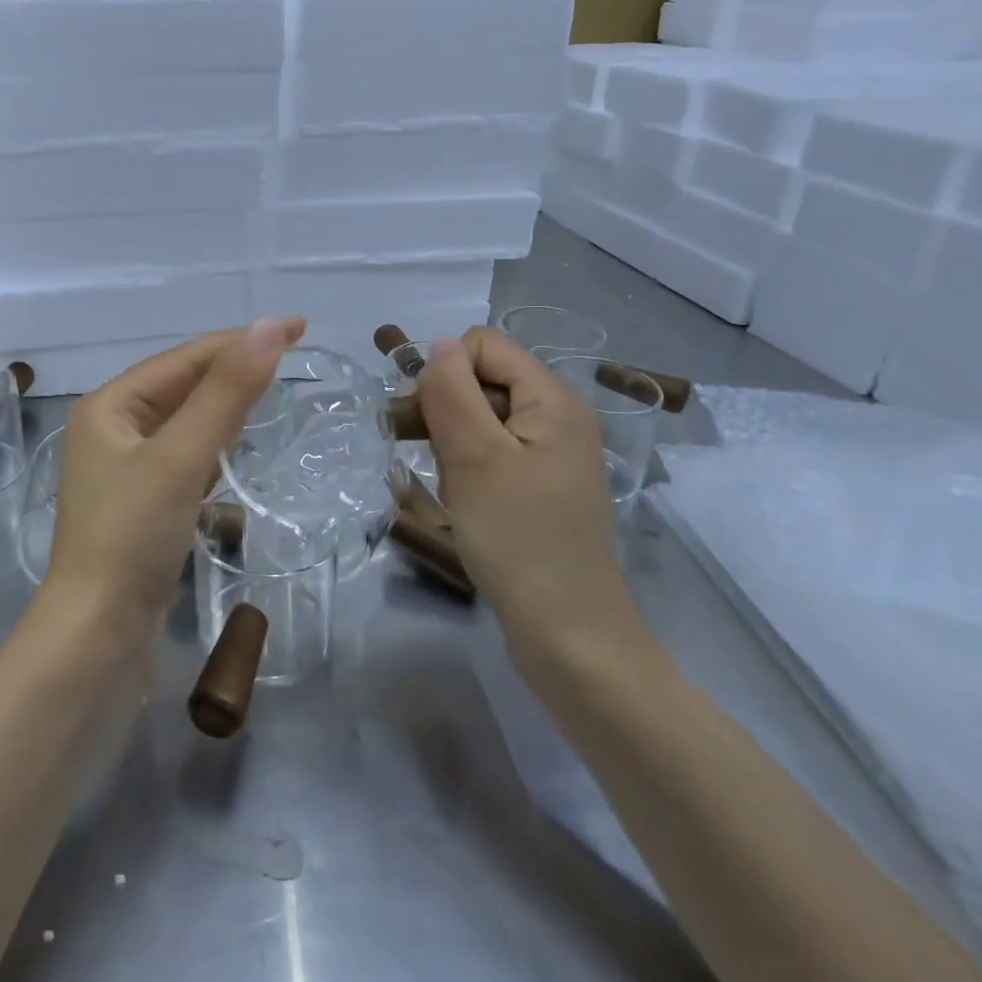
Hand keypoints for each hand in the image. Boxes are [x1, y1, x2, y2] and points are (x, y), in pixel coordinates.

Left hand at [47, 317, 305, 635]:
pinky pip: (186, 457)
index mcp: (109, 406)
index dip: (240, 340)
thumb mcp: (180, 457)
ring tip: (275, 390)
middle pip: (183, 386)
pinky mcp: (143, 504)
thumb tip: (268, 327)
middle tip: (294, 354)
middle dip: (234, 369)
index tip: (297, 327)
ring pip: (186, 422)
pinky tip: (241, 447)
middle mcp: (112, 429)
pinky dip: (216, 445)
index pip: (184, 359)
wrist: (97, 638)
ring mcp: (126, 469)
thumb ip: (226, 393)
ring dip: (226, 404)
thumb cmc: (132, 536)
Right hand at [416, 327, 642, 658]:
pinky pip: (494, 453)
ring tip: (438, 480)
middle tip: (413, 447)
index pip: (483, 345)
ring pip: (483, 418)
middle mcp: (558, 418)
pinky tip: (455, 496)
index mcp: (552, 400)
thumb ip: (452, 391)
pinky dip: (466, 464)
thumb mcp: (474, 457)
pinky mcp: (541, 487)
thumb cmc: (518, 539)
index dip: (444, 370)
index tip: (419, 416)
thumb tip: (439, 346)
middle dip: (443, 405)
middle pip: (484, 379)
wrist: (568, 635)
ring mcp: (551, 455)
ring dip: (449, 438)